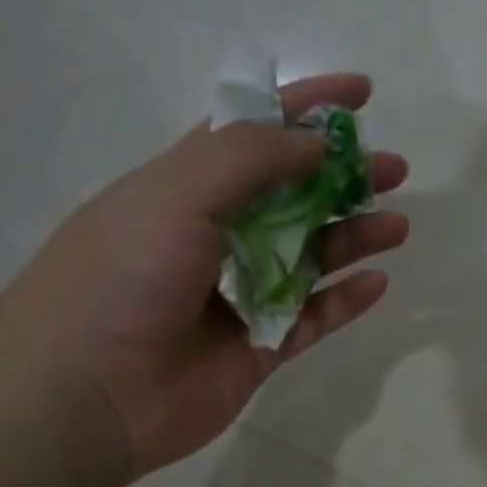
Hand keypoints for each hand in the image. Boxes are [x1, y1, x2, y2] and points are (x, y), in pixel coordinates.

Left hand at [0, 73, 409, 486]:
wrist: (89, 393)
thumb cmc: (122, 276)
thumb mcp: (176, 193)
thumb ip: (250, 159)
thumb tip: (315, 141)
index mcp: (185, 187)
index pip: (252, 131)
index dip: (305, 107)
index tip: (362, 93)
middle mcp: (217, 236)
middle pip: (294, 195)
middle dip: (343, 177)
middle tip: (394, 170)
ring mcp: (242, 295)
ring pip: (312, 258)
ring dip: (354, 237)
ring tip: (397, 227)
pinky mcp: (261, 347)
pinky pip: (314, 318)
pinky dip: (346, 301)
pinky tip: (376, 283)